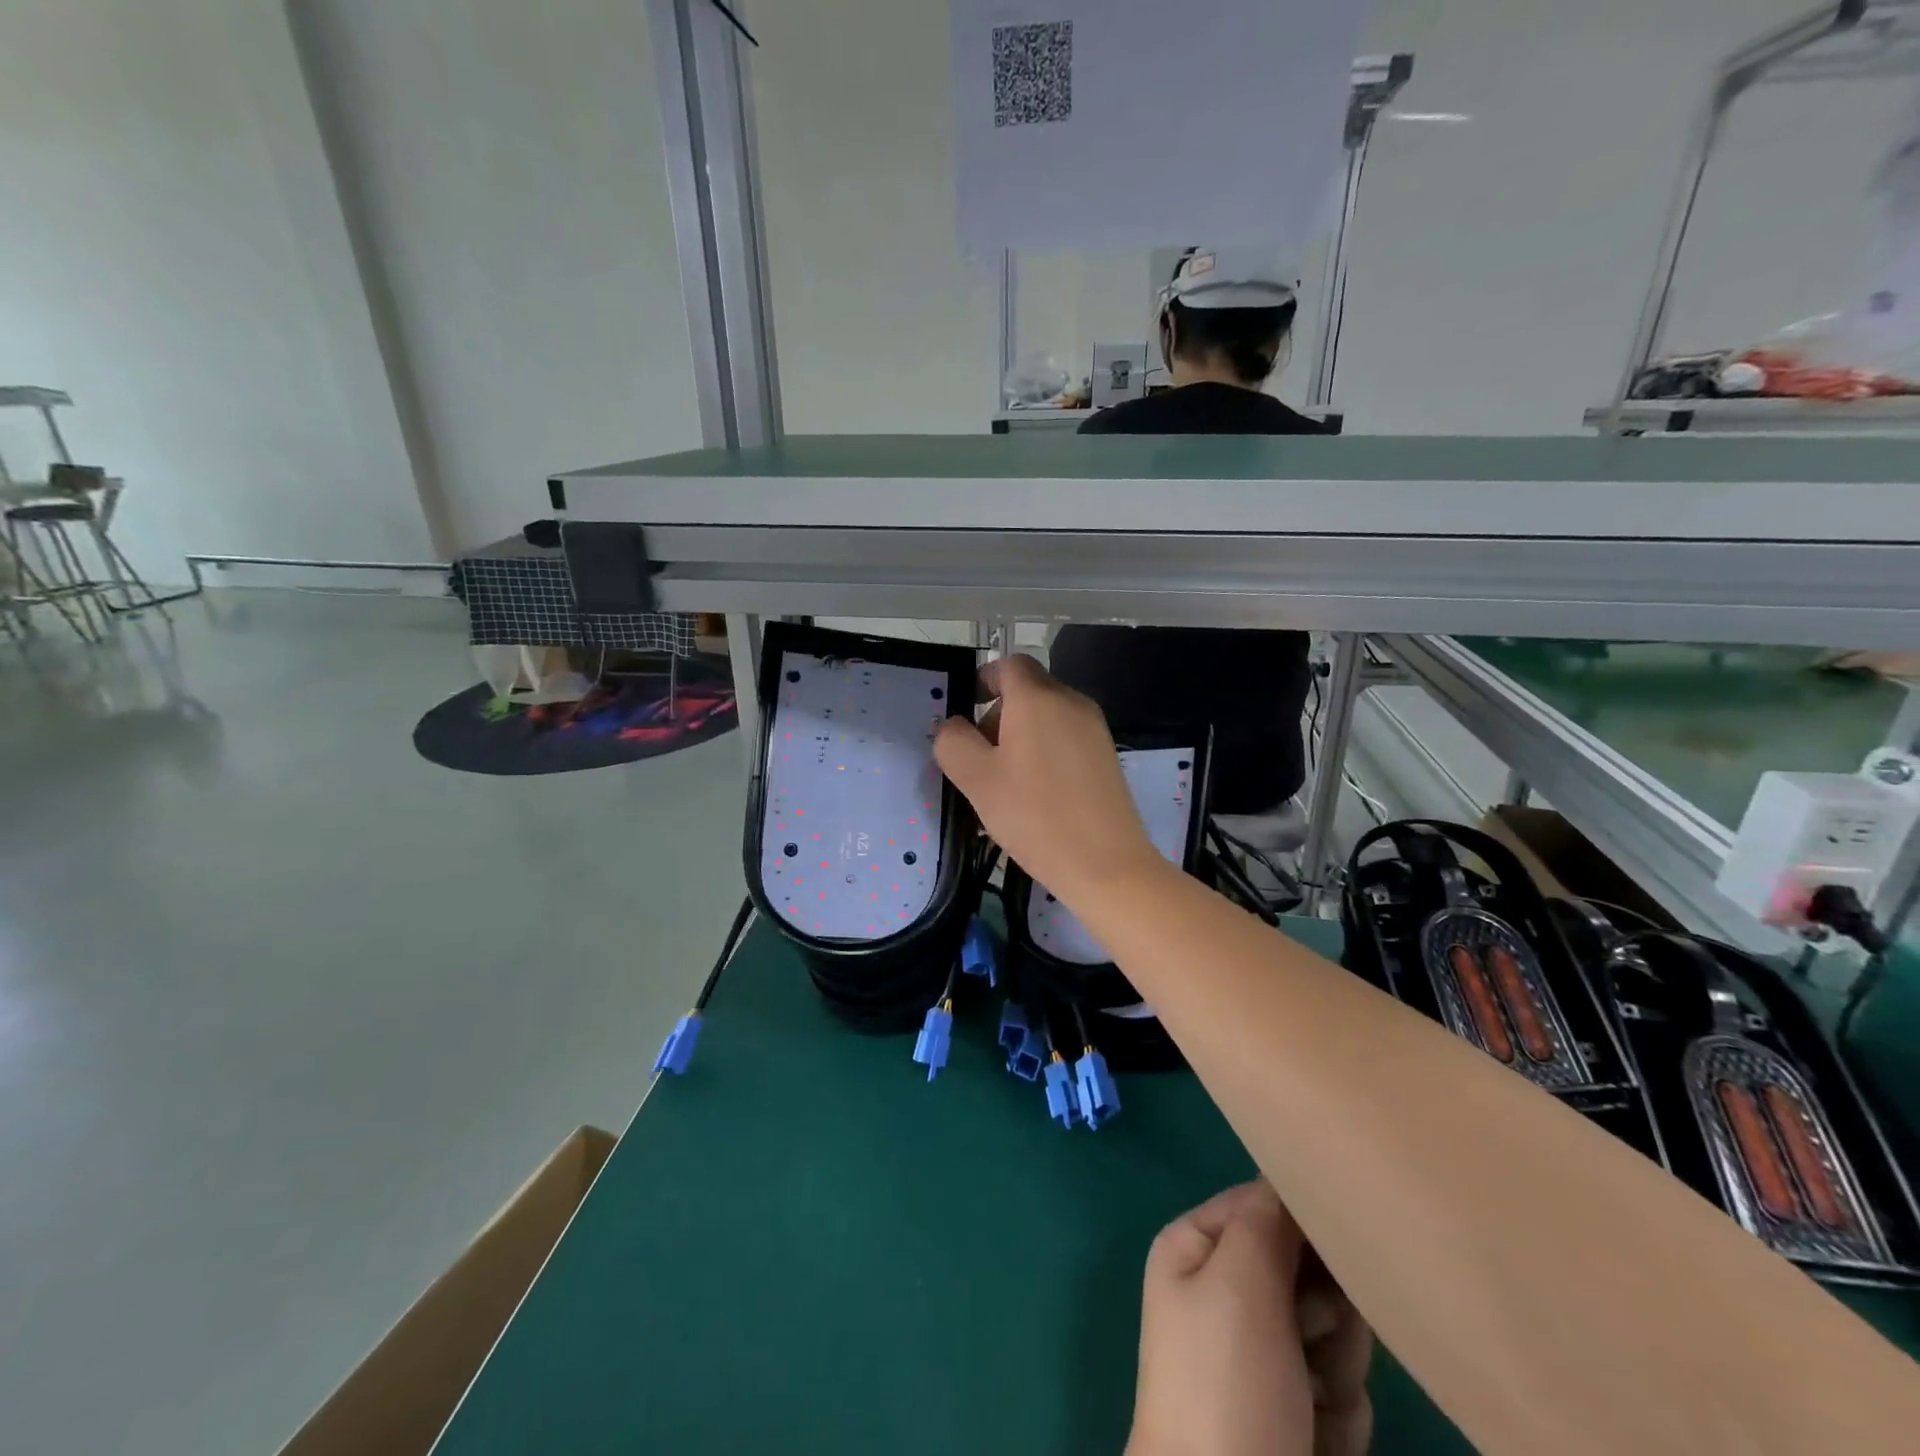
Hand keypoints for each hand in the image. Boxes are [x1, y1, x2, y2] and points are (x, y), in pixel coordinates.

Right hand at [933, 655, 1162, 902]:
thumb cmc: (1034, 815)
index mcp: (1037, 698)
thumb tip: (952, 726)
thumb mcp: (976, 779)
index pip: (1008, 664)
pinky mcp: (1107, 755)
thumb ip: (953, 742)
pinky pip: (1065, 738)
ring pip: (1047, 716)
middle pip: (1028, 690)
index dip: (983, 680)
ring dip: (1020, 736)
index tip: (966, 710)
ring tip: (1005, 783)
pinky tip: (1036, 795)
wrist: (1106, 863)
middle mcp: (1071, 702)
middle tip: (979, 758)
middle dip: (998, 715)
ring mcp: (1094, 729)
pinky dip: (1044, 751)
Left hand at [1129, 1182, 1372, 1455]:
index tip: (1336, 1249)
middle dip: (1325, 1310)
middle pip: (1307, 1271)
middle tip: (1311, 1338)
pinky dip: (1338, 1418)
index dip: (1304, 1225)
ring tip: (1310, 1398)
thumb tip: (1292, 1176)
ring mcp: (1262, 1357)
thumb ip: (1268, 1219)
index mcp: (1197, 1248)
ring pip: (1335, 1334)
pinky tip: (1316, 1438)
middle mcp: (1226, 1293)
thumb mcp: (1239, 1281)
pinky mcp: (1296, 1414)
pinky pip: (1343, 1395)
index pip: (1264, 1203)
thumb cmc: (1226, 1384)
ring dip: (1336, 1368)